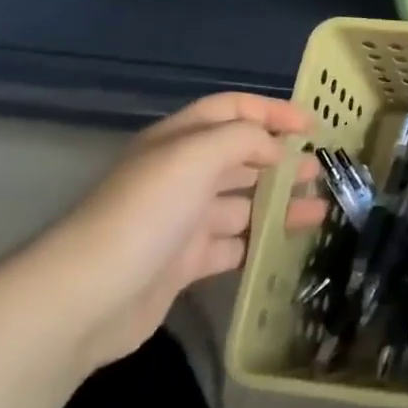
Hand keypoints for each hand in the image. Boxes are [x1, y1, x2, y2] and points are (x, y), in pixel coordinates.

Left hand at [35, 93, 330, 369]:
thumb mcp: (197, 154)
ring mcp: (182, 221)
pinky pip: (234, 245)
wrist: (86, 297)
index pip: (233, 109)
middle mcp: (181, 174)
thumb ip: (245, 138)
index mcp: (180, 140)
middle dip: (282, 159)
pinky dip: (261, 242)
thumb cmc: (147, 211)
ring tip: (320, 208)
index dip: (272, 111)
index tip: (312, 126)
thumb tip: (276, 150)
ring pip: (243, 203)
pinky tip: (290, 244)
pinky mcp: (184, 263)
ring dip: (280, 202)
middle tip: (320, 170)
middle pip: (241, 156)